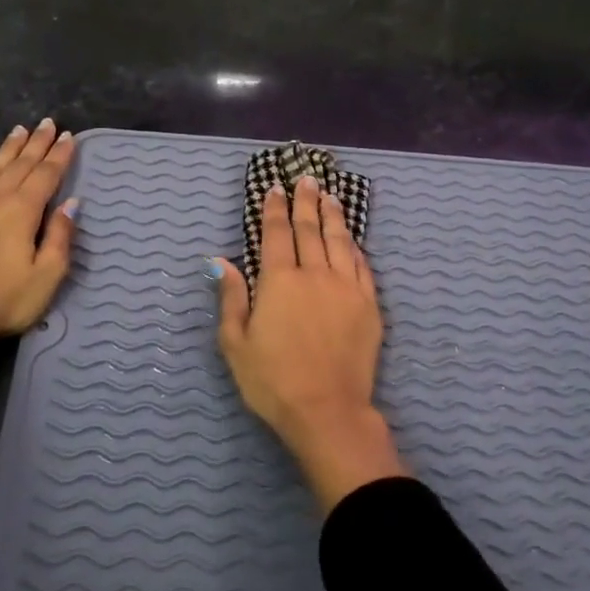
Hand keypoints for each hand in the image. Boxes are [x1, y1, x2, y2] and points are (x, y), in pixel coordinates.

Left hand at [0, 119, 77, 361]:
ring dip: (7, 149)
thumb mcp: (46, 276)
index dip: (59, 156)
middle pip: (20, 166)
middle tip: (48, 123)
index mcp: (23, 212)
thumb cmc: (2, 301)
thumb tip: (72, 203)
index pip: (46, 176)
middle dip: (37, 144)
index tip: (69, 136)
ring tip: (20, 130)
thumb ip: (60, 237)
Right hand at [212, 174, 408, 511]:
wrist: (327, 411)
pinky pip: (362, 267)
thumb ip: (231, 298)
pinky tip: (352, 239)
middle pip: (310, 229)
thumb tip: (220, 261)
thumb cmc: (273, 381)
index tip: (276, 188)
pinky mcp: (369, 305)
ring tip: (330, 196)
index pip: (276, 234)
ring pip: (340, 241)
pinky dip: (355, 248)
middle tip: (307, 179)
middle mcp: (315, 274)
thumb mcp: (236, 344)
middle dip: (306, 202)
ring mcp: (346, 288)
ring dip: (333, 216)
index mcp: (279, 281)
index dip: (274, 209)